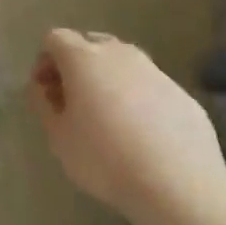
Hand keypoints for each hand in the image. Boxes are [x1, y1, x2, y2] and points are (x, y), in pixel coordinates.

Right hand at [33, 29, 225, 224]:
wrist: (178, 185)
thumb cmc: (105, 159)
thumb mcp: (58, 137)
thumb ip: (44, 105)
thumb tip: (44, 88)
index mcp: (83, 58)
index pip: (55, 39)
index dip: (45, 60)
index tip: (45, 90)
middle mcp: (119, 54)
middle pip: (90, 43)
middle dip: (76, 64)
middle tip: (73, 99)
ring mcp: (154, 71)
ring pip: (123, 63)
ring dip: (109, 79)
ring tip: (108, 116)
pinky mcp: (181, 93)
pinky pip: (150, 86)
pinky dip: (138, 98)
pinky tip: (141, 133)